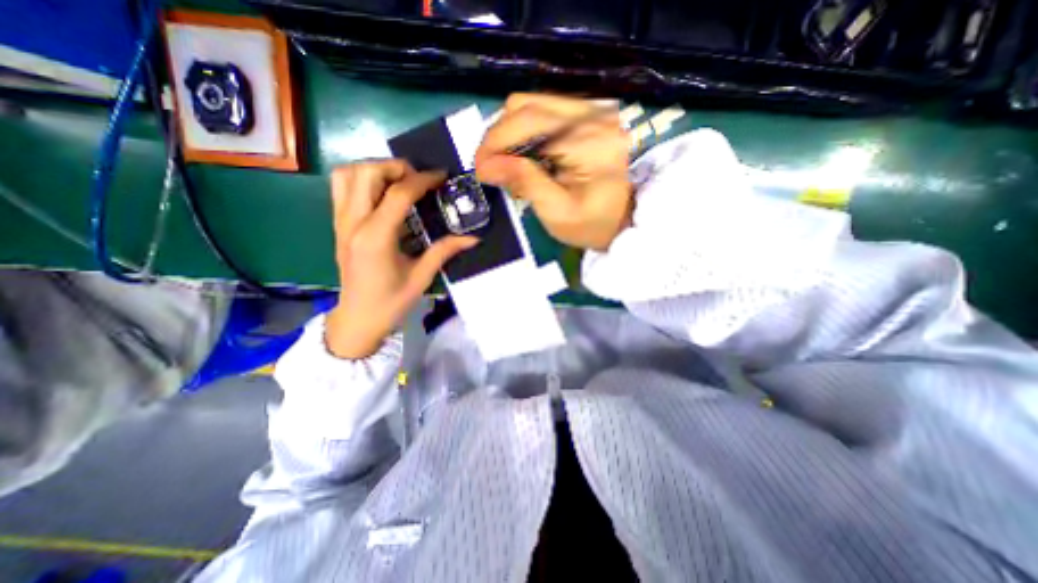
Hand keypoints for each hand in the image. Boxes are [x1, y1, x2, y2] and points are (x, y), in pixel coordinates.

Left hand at [322, 160, 478, 359]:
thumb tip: (473, 237)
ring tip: (399, 182)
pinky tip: (382, 194)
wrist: (358, 320)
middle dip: (396, 167)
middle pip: (366, 172)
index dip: (423, 180)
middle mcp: (353, 223)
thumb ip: (444, 251)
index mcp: (376, 238)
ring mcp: (341, 222)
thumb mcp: (422, 277)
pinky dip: (361, 180)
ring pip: (347, 174)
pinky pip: (341, 188)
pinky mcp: (338, 225)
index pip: (399, 194)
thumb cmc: (390, 303)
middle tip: (419, 179)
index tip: (442, 176)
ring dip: (375, 170)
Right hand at [476, 94, 632, 251]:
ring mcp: (589, 111)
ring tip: (509, 167)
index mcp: (589, 139)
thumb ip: (525, 182)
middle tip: (491, 170)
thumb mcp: (557, 212)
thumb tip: (485, 166)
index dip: (495, 141)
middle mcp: (591, 113)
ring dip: (510, 136)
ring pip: (530, 105)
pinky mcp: (584, 117)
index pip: (529, 119)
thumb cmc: (592, 224)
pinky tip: (525, 160)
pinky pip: (541, 114)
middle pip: (526, 105)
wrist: (622, 221)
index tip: (479, 169)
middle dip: (499, 137)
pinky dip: (524, 135)